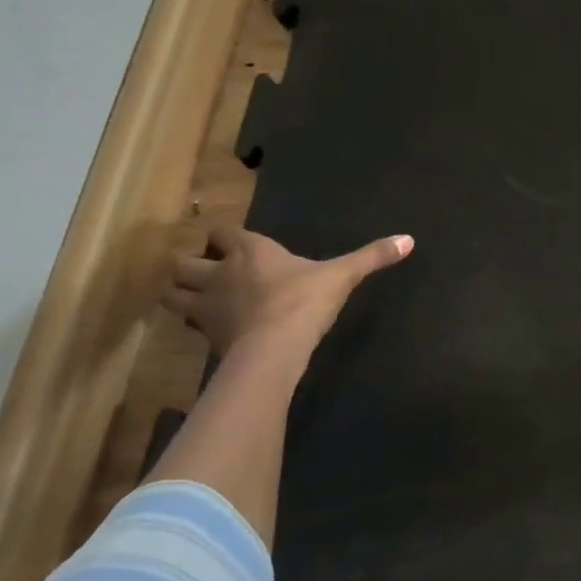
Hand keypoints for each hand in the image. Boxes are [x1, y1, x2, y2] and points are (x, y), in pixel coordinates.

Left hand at [163, 226, 413, 354]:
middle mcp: (220, 273)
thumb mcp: (342, 276)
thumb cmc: (304, 301)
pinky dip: (193, 323)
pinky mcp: (205, 336)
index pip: (220, 232)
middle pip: (180, 263)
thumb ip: (372, 257)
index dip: (222, 237)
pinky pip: (188, 325)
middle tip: (206, 272)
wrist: (274, 348)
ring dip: (180, 293)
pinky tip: (212, 327)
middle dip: (187, 265)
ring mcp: (207, 306)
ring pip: (171, 294)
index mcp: (250, 251)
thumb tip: (409, 239)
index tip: (231, 244)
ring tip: (198, 298)